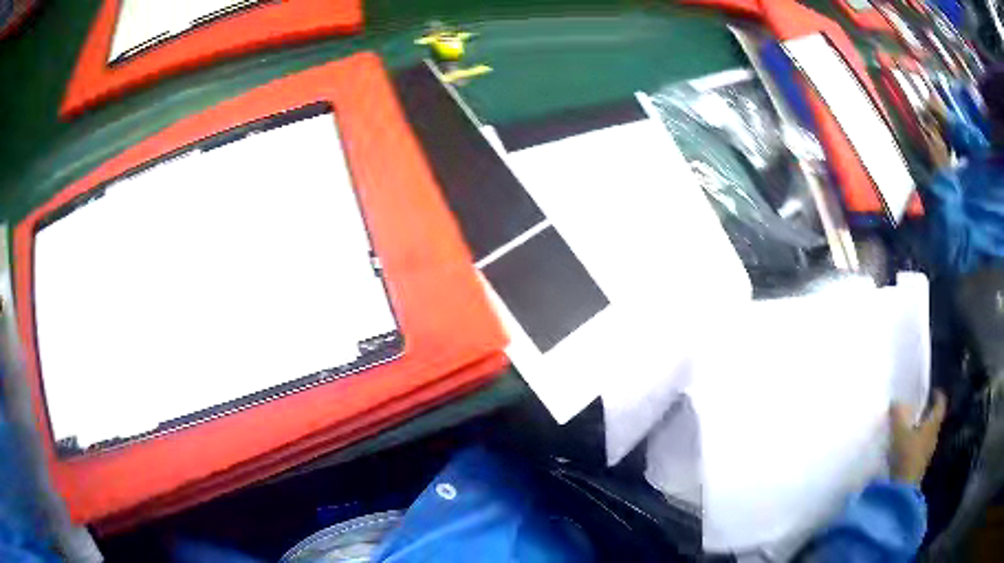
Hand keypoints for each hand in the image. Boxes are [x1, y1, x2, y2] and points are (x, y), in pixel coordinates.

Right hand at [890, 391, 946, 484]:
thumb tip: (896, 401)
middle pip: (934, 419)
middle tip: (917, 407)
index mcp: (933, 424)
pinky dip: (916, 442)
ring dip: (921, 428)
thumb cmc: (906, 455)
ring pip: (927, 434)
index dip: (938, 395)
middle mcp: (934, 435)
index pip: (941, 403)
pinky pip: (921, 446)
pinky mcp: (920, 464)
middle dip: (928, 412)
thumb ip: (898, 415)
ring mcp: (928, 451)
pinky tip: (906, 445)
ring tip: (909, 426)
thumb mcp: (899, 433)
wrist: (903, 490)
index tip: (931, 390)